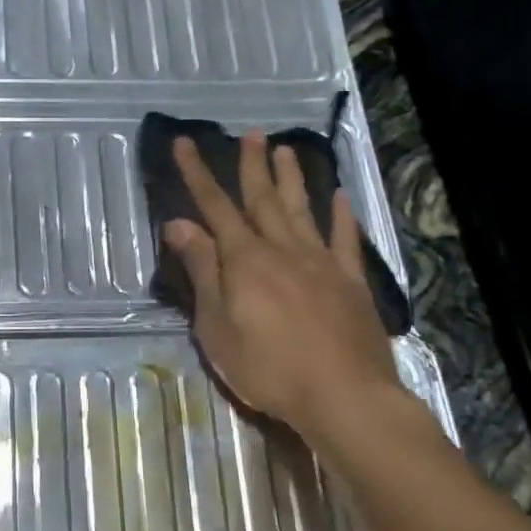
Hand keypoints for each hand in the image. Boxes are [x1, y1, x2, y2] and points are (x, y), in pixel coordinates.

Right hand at [160, 130, 426, 444]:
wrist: (343, 396)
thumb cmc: (268, 367)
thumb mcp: (217, 326)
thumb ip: (202, 271)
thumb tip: (179, 224)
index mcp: (245, 260)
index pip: (214, 207)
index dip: (197, 173)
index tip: (184, 142)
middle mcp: (282, 249)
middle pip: (263, 199)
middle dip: (252, 165)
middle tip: (250, 134)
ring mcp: (321, 262)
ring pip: (302, 209)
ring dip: (292, 178)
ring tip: (286, 149)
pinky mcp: (350, 282)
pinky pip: (344, 239)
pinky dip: (341, 216)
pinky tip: (340, 196)